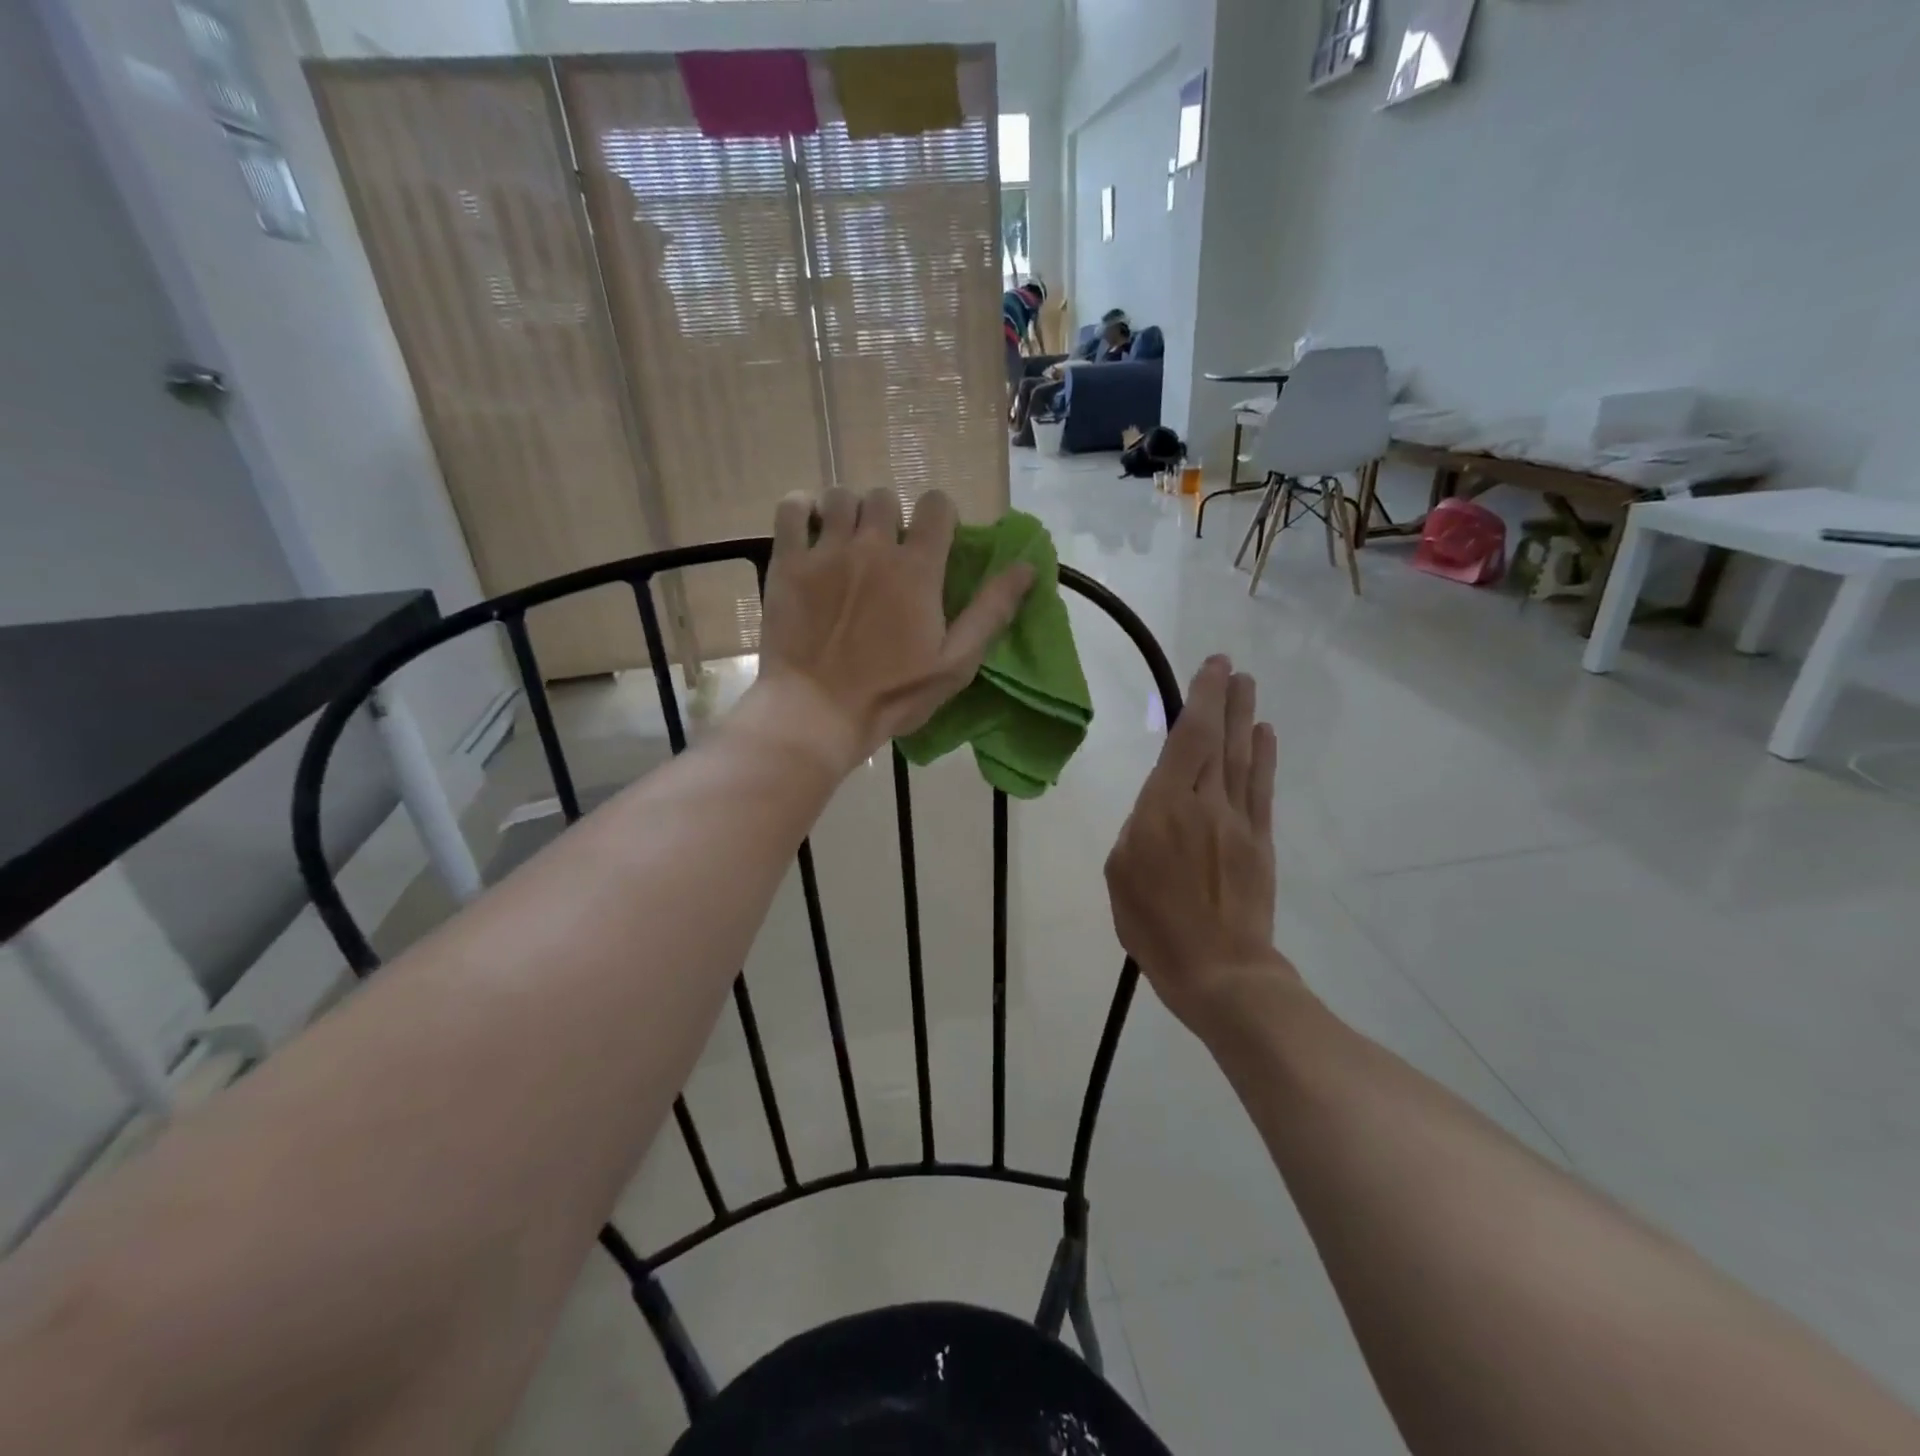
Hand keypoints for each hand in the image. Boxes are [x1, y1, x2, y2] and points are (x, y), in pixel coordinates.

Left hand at [746, 487, 1033, 772]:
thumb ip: (991, 612)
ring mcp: (826, 551)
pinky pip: (791, 507)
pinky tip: (807, 529)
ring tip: (846, 542)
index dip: (939, 516)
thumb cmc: (892, 695)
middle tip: (884, 551)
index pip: (937, 505)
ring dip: (848, 513)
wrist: (816, 712)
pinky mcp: (787, 562)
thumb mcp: (955, 663)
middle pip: (885, 497)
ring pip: (841, 497)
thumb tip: (1028, 567)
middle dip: (890, 517)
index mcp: (917, 568)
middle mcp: (873, 546)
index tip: (933, 541)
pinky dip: (800, 508)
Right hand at [1104, 657, 1291, 1037]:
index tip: (1210, 669)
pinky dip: (1265, 758)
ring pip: (1244, 758)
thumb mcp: (1121, 874)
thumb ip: (1138, 830)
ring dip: (1246, 718)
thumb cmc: (1155, 926)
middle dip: (1224, 699)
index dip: (1200, 700)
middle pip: (1219, 740)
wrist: (1220, 970)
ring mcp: (1238, 821)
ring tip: (1248, 686)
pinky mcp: (1260, 842)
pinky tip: (1265, 736)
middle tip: (1229, 666)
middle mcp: (1206, 804)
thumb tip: (1158, 809)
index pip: (1187, 740)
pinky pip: (1263, 790)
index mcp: (1165, 809)